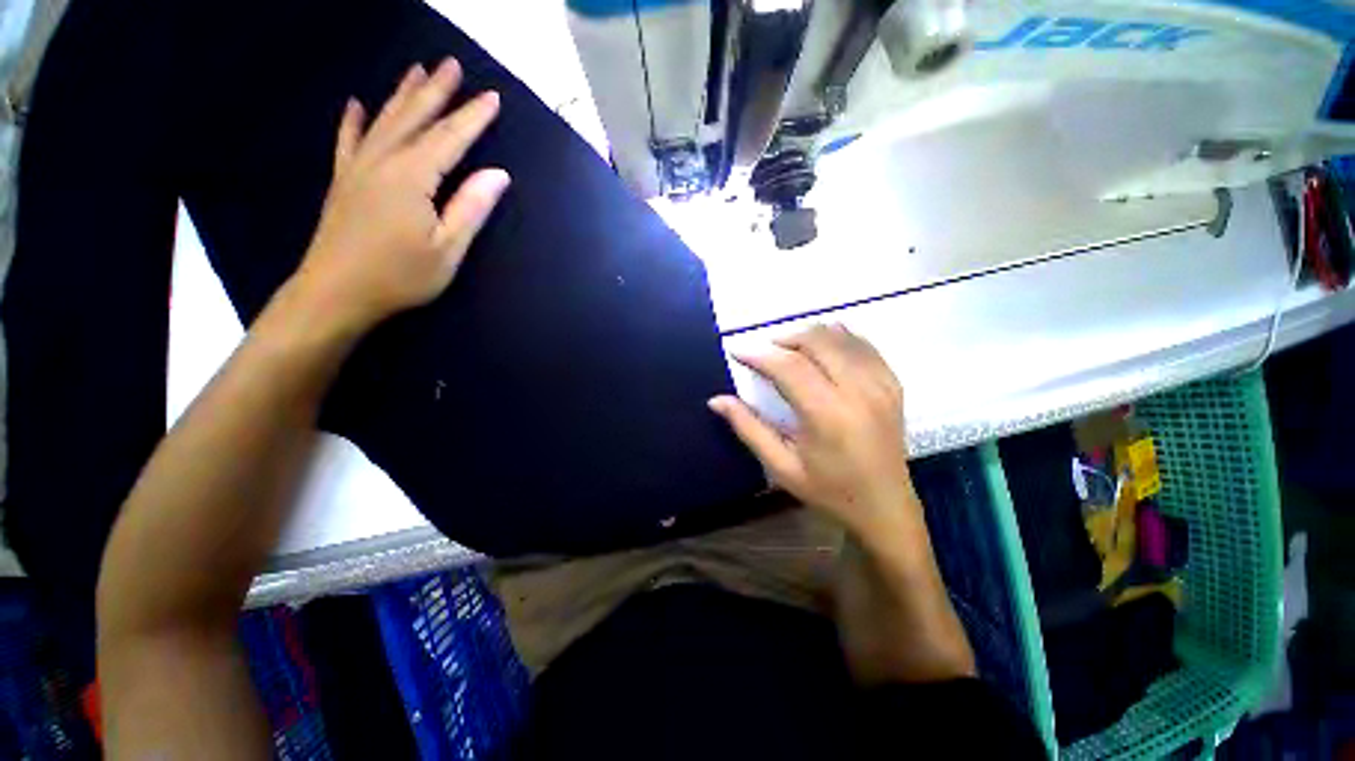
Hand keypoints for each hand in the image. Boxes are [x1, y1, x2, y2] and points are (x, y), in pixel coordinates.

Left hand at [294, 58, 509, 333]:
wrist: (335, 292)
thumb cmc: (400, 276)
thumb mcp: (447, 249)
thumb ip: (471, 208)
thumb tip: (499, 174)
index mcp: (413, 177)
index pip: (450, 139)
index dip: (473, 117)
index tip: (492, 97)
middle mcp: (383, 161)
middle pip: (414, 118)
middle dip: (436, 91)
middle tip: (452, 64)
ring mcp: (357, 168)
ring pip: (383, 121)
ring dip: (402, 95)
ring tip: (417, 71)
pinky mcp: (342, 181)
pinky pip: (347, 141)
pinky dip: (352, 120)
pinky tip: (355, 103)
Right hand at [709, 324, 914, 534]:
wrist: (886, 507)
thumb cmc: (829, 491)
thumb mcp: (781, 466)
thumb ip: (748, 428)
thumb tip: (716, 400)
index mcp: (827, 415)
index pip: (788, 367)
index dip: (759, 355)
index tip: (737, 351)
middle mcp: (857, 391)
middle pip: (816, 341)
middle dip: (783, 339)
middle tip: (764, 352)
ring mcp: (880, 384)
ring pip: (840, 337)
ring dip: (809, 335)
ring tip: (788, 349)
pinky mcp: (893, 384)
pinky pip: (863, 345)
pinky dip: (839, 337)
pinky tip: (823, 345)